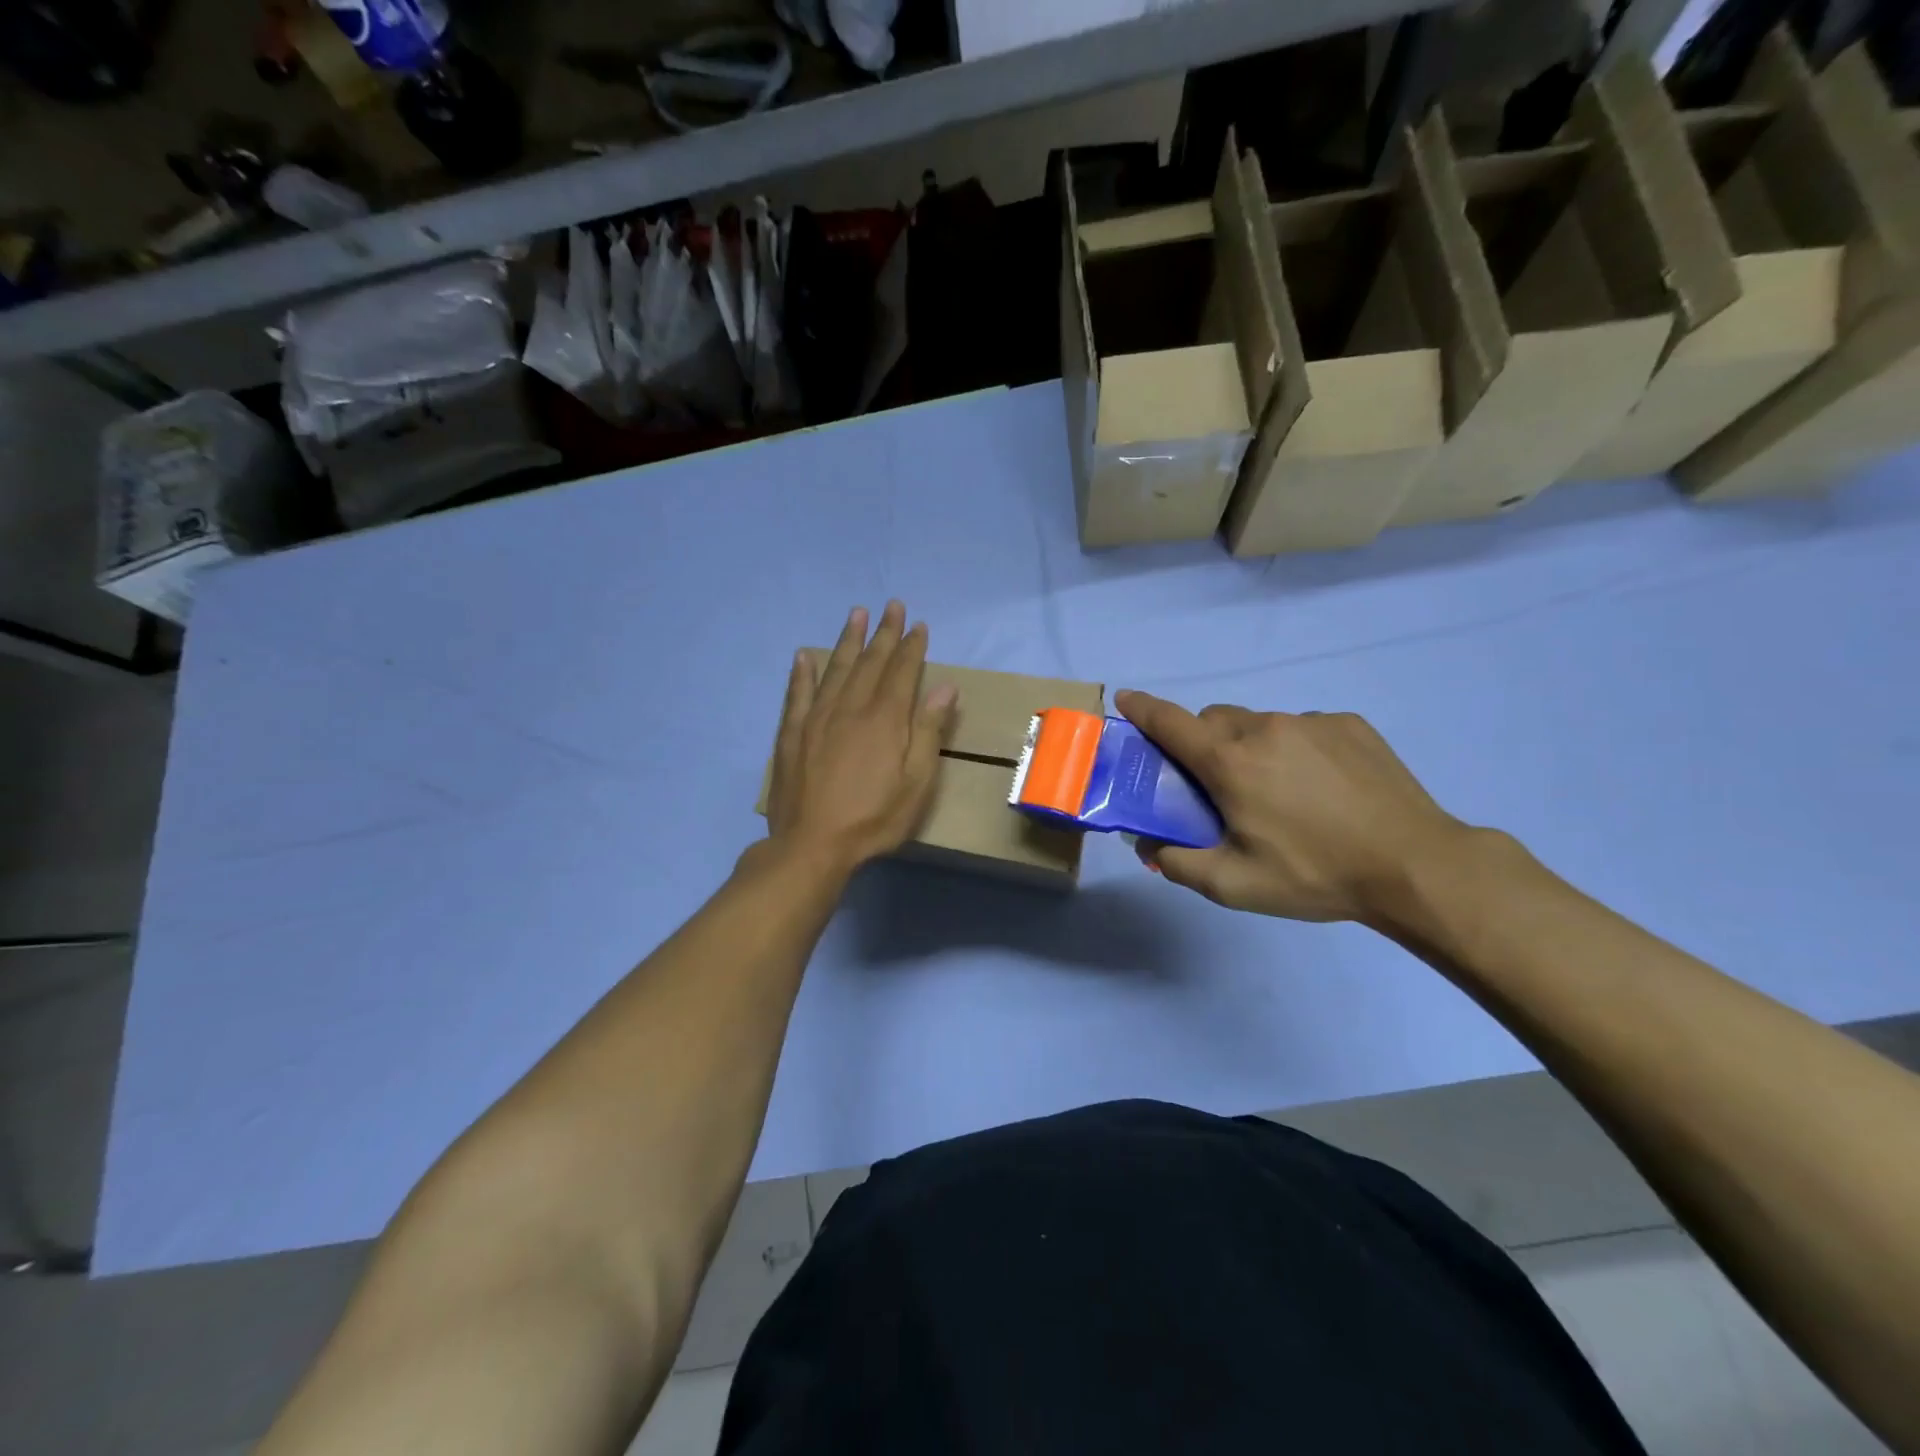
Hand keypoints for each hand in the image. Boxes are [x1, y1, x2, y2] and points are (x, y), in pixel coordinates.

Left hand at [765, 602, 956, 874]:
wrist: (812, 845)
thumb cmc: (873, 819)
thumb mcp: (916, 782)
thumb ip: (928, 731)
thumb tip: (945, 687)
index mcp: (884, 719)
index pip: (901, 671)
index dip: (911, 647)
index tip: (918, 624)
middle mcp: (849, 708)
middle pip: (869, 662)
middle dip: (883, 633)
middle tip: (892, 605)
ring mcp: (816, 718)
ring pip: (835, 669)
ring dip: (847, 640)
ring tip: (856, 614)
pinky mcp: (792, 734)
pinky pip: (797, 694)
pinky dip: (802, 673)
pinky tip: (804, 656)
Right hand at [1114, 690, 1469, 924]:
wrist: (1414, 865)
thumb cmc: (1314, 874)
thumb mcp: (1234, 885)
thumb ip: (1178, 864)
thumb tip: (1149, 846)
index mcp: (1231, 762)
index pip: (1171, 723)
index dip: (1143, 710)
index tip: (1125, 701)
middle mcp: (1265, 728)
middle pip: (1214, 721)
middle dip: (1203, 743)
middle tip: (1218, 785)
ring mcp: (1311, 722)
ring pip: (1260, 723)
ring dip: (1251, 747)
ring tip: (1279, 792)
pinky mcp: (1349, 725)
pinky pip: (1302, 727)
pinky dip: (1294, 748)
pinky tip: (1321, 787)